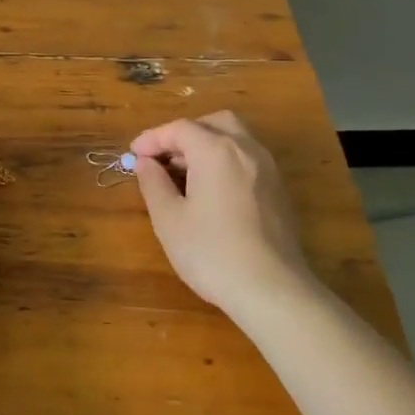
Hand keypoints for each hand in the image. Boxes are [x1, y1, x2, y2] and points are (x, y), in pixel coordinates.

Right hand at [130, 111, 313, 314]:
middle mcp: (246, 149)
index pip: (179, 129)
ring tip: (185, 174)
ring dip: (208, 145)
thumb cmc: (212, 253)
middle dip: (185, 134)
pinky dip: (227, 161)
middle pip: (213, 123)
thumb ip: (153, 184)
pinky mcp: (280, 190)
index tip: (133, 155)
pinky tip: (213, 191)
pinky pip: (249, 160)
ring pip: (236, 138)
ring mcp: (268, 168)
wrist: (273, 291)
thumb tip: (145, 163)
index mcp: (216, 150)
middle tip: (163, 158)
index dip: (153, 139)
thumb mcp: (169, 220)